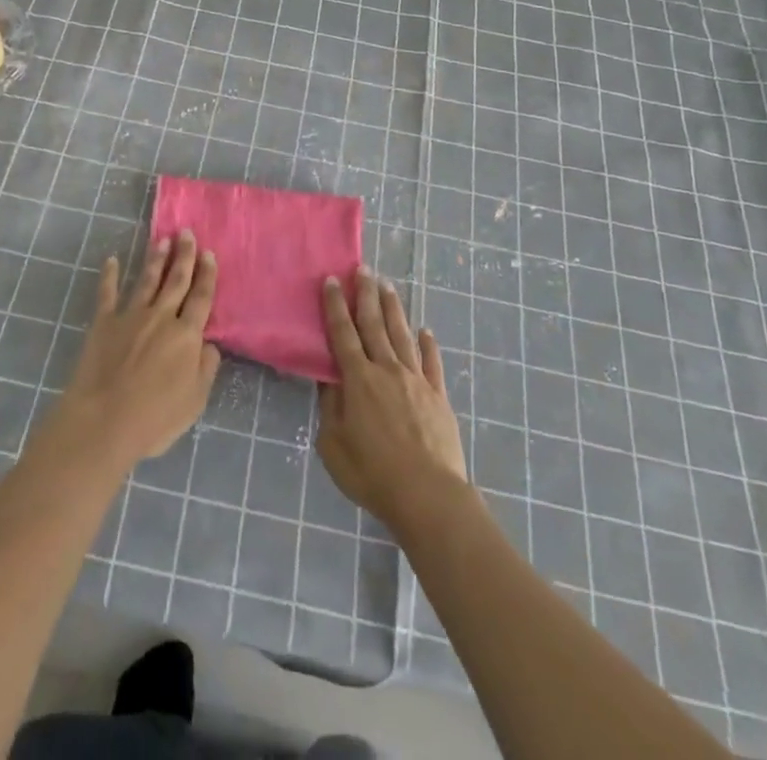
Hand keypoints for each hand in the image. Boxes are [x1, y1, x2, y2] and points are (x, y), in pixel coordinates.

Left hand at [50, 230, 221, 470]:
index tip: (209, 254)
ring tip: (162, 240)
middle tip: (187, 233)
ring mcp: (130, 316)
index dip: (207, 275)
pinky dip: (109, 276)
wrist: (103, 421)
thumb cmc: (155, 418)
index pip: (201, 297)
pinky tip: (111, 260)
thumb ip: (206, 368)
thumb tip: (208, 344)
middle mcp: (161, 317)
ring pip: (146, 280)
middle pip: (176, 280)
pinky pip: (107, 293)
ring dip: (155, 259)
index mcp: (186, 335)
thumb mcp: (195, 400)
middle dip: (184, 256)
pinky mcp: (103, 323)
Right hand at [316, 267, 469, 533]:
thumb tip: (327, 377)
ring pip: (402, 335)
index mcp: (358, 379)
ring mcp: (416, 380)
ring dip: (394, 309)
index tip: (332, 280)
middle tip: (363, 269)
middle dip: (366, 295)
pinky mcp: (438, 396)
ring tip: (388, 287)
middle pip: (374, 324)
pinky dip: (428, 345)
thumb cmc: (372, 474)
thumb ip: (330, 406)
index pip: (342, 333)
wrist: (428, 496)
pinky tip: (426, 331)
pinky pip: (432, 363)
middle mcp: (387, 370)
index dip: (335, 305)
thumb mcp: (333, 444)